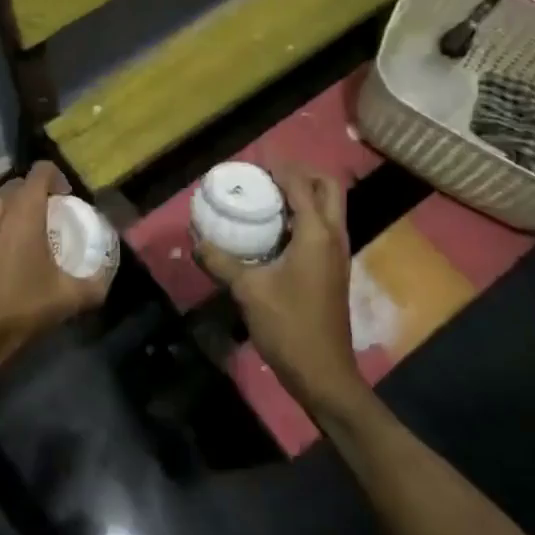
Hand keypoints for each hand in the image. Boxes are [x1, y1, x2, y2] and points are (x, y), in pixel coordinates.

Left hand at [0, 162, 110, 402]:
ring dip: (8, 213)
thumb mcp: (65, 300)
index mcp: (23, 209)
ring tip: (17, 242)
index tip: (65, 202)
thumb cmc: (16, 310)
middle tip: (44, 226)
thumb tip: (105, 277)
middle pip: (18, 186)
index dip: (57, 180)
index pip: (42, 170)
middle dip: (33, 199)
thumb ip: (94, 284)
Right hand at [199, 162, 362, 413]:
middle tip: (269, 174)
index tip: (254, 160)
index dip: (279, 167)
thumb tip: (196, 240)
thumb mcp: (248, 291)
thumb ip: (220, 261)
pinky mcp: (334, 270)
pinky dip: (305, 216)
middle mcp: (334, 236)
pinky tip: (277, 229)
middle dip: (302, 173)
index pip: (301, 184)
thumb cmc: (289, 326)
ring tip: (269, 195)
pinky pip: (324, 227)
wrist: (323, 374)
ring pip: (330, 208)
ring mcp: (338, 254)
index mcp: (317, 234)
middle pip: (328, 187)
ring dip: (305, 194)